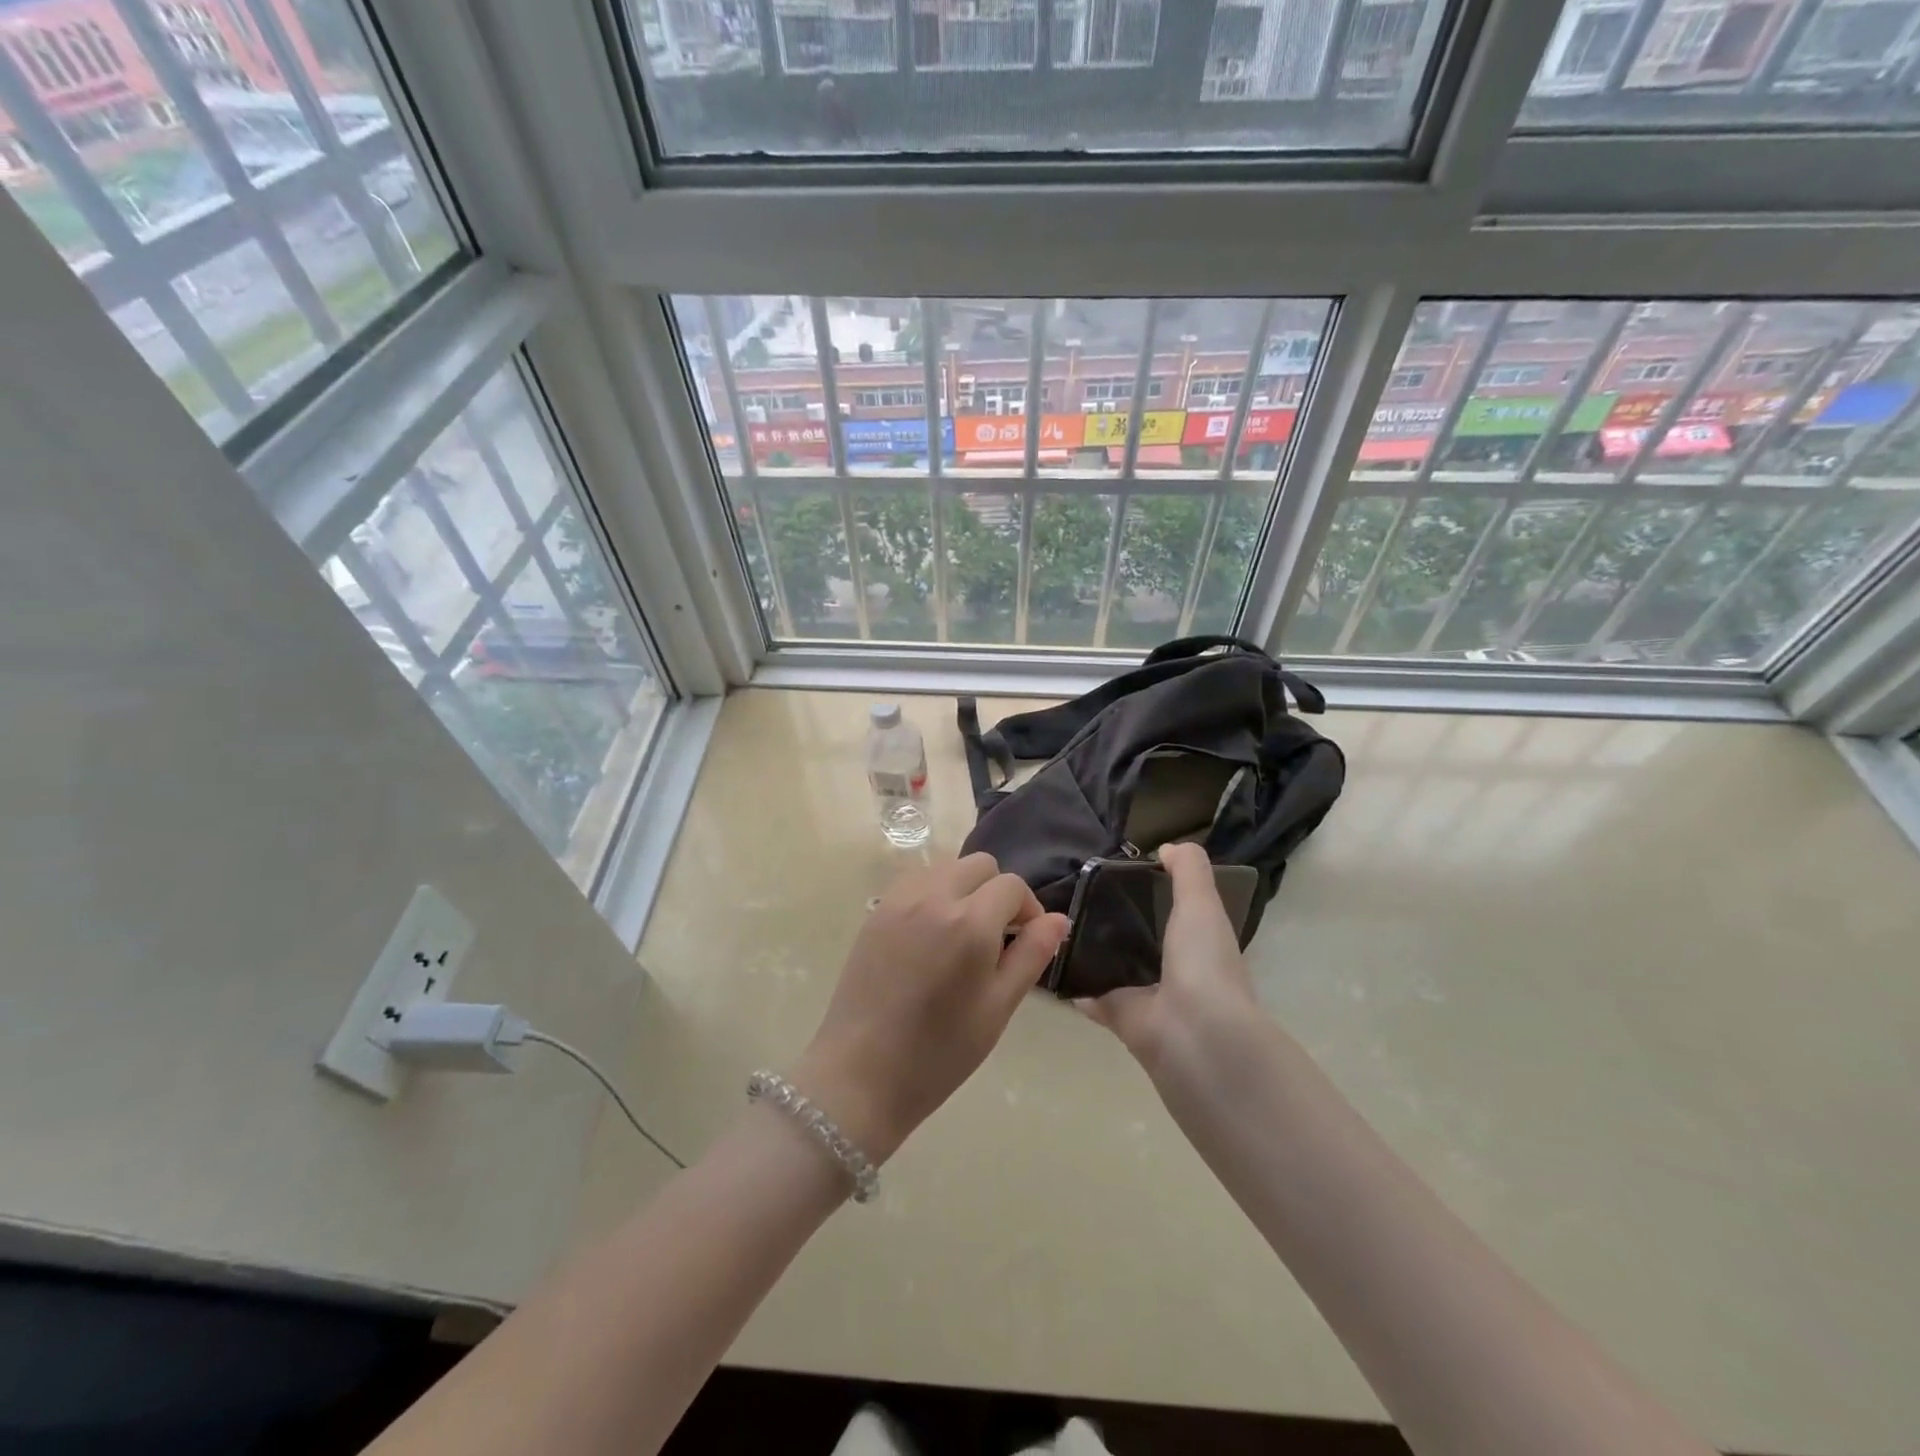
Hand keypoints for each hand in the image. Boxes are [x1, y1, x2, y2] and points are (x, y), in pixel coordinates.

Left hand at [794, 853, 1068, 1164]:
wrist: (861, 1074)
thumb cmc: (939, 1052)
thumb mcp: (998, 1007)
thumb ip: (1031, 955)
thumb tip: (1058, 919)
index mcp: (970, 921)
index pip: (1013, 886)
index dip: (1029, 910)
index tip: (1026, 942)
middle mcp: (934, 896)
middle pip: (980, 865)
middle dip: (998, 892)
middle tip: (998, 937)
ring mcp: (899, 900)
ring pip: (946, 867)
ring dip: (965, 888)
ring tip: (963, 935)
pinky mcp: (876, 911)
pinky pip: (917, 882)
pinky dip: (935, 893)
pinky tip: (932, 936)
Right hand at [1076, 842, 1262, 1075]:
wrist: (1192, 1034)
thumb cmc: (1203, 961)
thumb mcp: (1201, 902)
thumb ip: (1188, 869)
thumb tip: (1166, 848)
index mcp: (1199, 944)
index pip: (1175, 914)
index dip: (1152, 892)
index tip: (1118, 873)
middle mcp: (1175, 970)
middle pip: (1140, 939)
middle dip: (1114, 921)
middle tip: (1077, 894)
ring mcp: (1146, 996)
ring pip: (1114, 967)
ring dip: (1092, 951)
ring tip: (1058, 922)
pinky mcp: (1118, 1016)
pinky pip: (1091, 995)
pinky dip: (1073, 983)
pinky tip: (1050, 960)